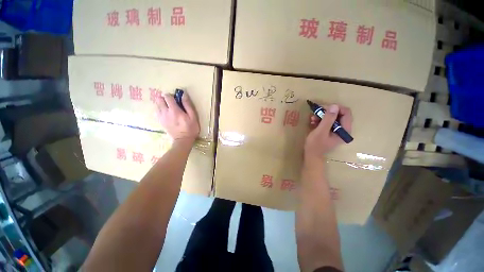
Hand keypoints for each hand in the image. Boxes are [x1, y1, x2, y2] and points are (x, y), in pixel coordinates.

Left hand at [157, 93, 199, 143]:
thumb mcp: (193, 116)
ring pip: (156, 105)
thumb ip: (187, 105)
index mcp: (174, 110)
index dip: (172, 95)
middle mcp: (165, 112)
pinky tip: (167, 114)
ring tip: (169, 108)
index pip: (167, 96)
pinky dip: (160, 110)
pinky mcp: (160, 122)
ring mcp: (161, 117)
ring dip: (162, 104)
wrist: (183, 140)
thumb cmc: (191, 128)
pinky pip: (156, 112)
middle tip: (172, 103)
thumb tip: (183, 94)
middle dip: (164, 99)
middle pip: (158, 99)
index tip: (177, 99)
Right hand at [304, 104, 352, 162]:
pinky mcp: (331, 131)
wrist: (311, 154)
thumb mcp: (321, 131)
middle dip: (327, 112)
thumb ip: (328, 119)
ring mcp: (337, 130)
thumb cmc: (315, 144)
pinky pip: (328, 121)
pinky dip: (320, 120)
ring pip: (332, 117)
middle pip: (339, 114)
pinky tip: (313, 121)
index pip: (346, 113)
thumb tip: (334, 106)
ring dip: (322, 116)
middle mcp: (343, 129)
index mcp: (345, 130)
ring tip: (312, 118)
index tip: (323, 108)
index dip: (335, 108)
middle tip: (316, 112)